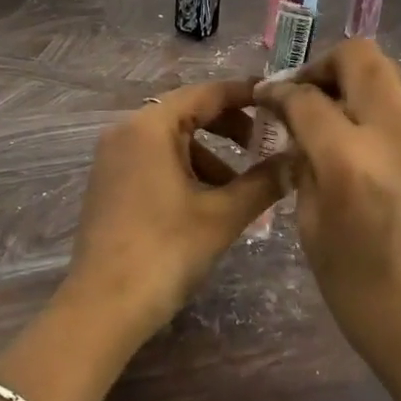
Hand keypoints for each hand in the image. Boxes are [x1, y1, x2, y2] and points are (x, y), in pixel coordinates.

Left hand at [62, 80, 286, 350]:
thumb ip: (263, 181)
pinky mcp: (110, 183)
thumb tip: (298, 159)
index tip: (279, 99)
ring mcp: (113, 157)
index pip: (205, 93)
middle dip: (229, 128)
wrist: (103, 307)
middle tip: (265, 146)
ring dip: (210, 156)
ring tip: (241, 190)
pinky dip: (186, 171)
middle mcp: (126, 131)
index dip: (245, 94)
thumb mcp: (222, 215)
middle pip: (187, 113)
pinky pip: (155, 160)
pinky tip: (208, 204)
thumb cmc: (165, 251)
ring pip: (172, 141)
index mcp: (150, 126)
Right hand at [254, 40, 400, 400]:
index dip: (278, 91)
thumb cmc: (367, 300)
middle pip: (362, 58)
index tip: (266, 96)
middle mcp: (398, 137)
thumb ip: (305, 171)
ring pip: (393, 83)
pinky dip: (387, 122)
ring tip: (344, 129)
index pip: (306, 98)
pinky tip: (379, 160)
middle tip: (310, 93)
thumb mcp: (314, 233)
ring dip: (360, 92)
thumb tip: (301, 138)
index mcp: (351, 162)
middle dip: (326, 65)